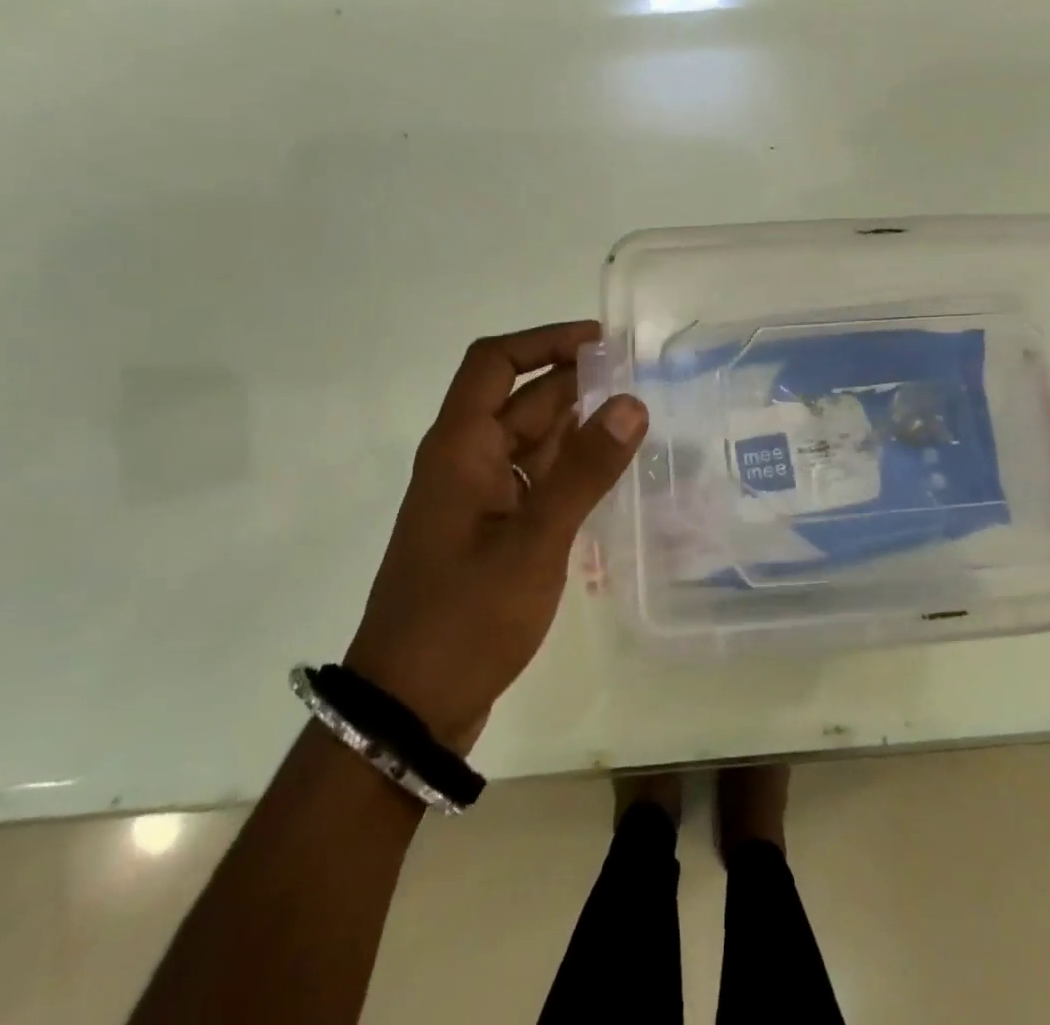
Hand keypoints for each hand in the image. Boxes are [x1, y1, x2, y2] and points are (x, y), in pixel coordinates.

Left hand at [344, 321, 646, 752]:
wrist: (409, 710)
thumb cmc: (465, 619)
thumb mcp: (534, 542)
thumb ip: (584, 471)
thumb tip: (631, 402)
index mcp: (460, 448)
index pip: (494, 364)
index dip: (544, 341)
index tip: (601, 341)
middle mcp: (465, 462)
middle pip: (520, 400)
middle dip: (575, 383)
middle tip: (640, 380)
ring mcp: (477, 499)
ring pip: (531, 442)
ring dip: (577, 426)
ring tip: (638, 419)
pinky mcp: (491, 531)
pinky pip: (535, 480)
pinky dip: (570, 468)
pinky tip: (610, 473)